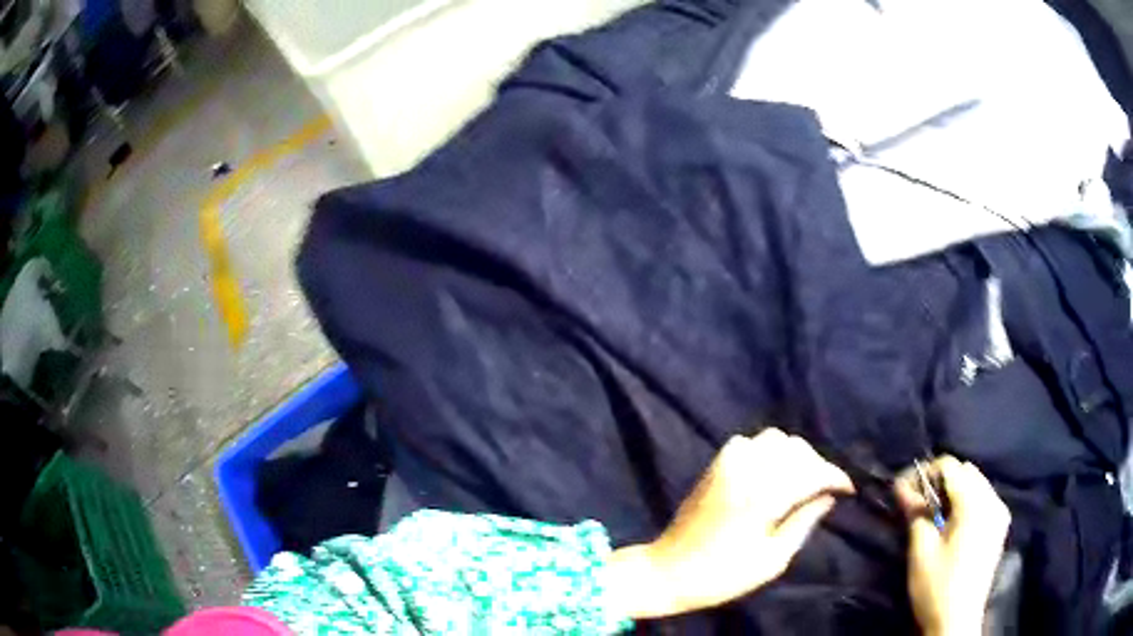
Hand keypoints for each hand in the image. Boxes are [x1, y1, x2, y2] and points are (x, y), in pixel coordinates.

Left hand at [605, 428, 853, 618]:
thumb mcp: (772, 561)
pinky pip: (751, 442)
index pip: (811, 471)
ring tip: (801, 480)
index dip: (835, 476)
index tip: (848, 489)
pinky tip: (771, 473)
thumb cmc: (722, 576)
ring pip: (775, 439)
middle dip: (817, 465)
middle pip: (796, 449)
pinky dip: (768, 451)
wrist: (668, 571)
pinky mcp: (714, 465)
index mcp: (763, 498)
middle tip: (824, 489)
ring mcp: (727, 463)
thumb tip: (827, 498)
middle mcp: (746, 471)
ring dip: (794, 455)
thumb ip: (804, 523)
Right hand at [895, 457, 1010, 635]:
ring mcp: (999, 513)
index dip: (925, 473)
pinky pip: (984, 498)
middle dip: (940, 481)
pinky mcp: (1000, 526)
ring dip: (953, 491)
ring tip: (933, 515)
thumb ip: (916, 513)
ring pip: (976, 483)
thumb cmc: (937, 587)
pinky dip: (966, 502)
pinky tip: (952, 524)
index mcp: (975, 503)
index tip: (904, 490)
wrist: (956, 621)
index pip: (950, 467)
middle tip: (917, 503)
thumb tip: (901, 485)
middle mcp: (993, 500)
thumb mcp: (921, 551)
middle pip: (966, 472)